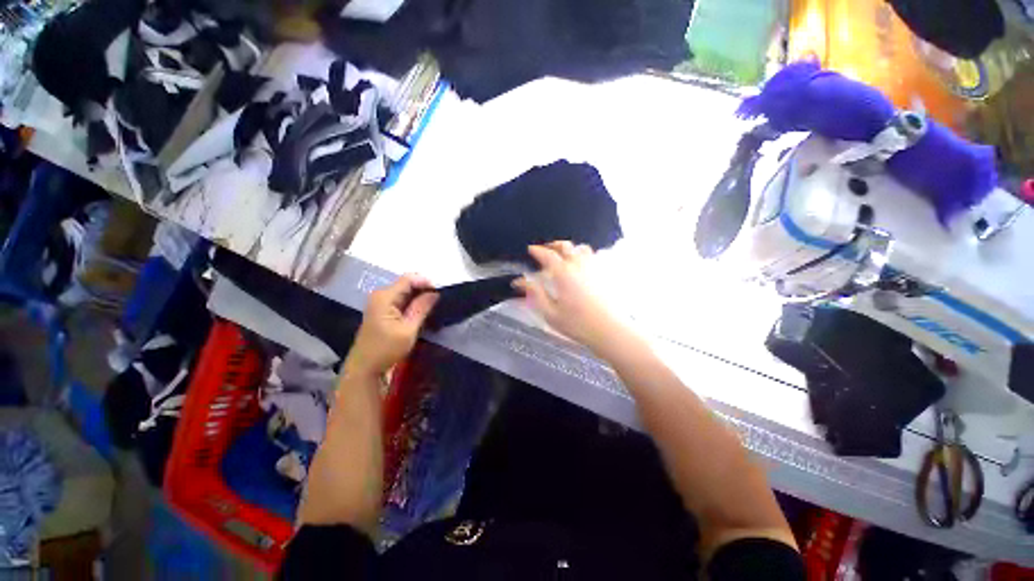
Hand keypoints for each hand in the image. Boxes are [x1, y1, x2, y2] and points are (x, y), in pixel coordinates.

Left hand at [345, 274, 438, 377]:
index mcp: (385, 297)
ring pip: (405, 292)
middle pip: (407, 284)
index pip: (409, 279)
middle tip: (440, 301)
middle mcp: (381, 295)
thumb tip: (435, 293)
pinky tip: (422, 312)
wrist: (365, 368)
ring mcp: (380, 303)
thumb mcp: (408, 329)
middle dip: (424, 289)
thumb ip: (421, 308)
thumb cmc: (386, 349)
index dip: (426, 282)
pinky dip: (413, 303)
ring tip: (434, 306)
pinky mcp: (382, 311)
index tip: (441, 293)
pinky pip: (401, 300)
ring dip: (419, 297)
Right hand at [514, 242, 622, 351]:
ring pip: (581, 248)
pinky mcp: (604, 274)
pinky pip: (593, 256)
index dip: (537, 250)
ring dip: (569, 248)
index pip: (547, 255)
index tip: (530, 249)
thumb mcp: (550, 313)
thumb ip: (535, 294)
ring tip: (563, 254)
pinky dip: (583, 255)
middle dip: (553, 245)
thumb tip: (520, 281)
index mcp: (563, 273)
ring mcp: (594, 268)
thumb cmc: (578, 324)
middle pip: (565, 246)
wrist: (610, 330)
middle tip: (545, 249)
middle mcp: (578, 265)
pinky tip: (581, 265)